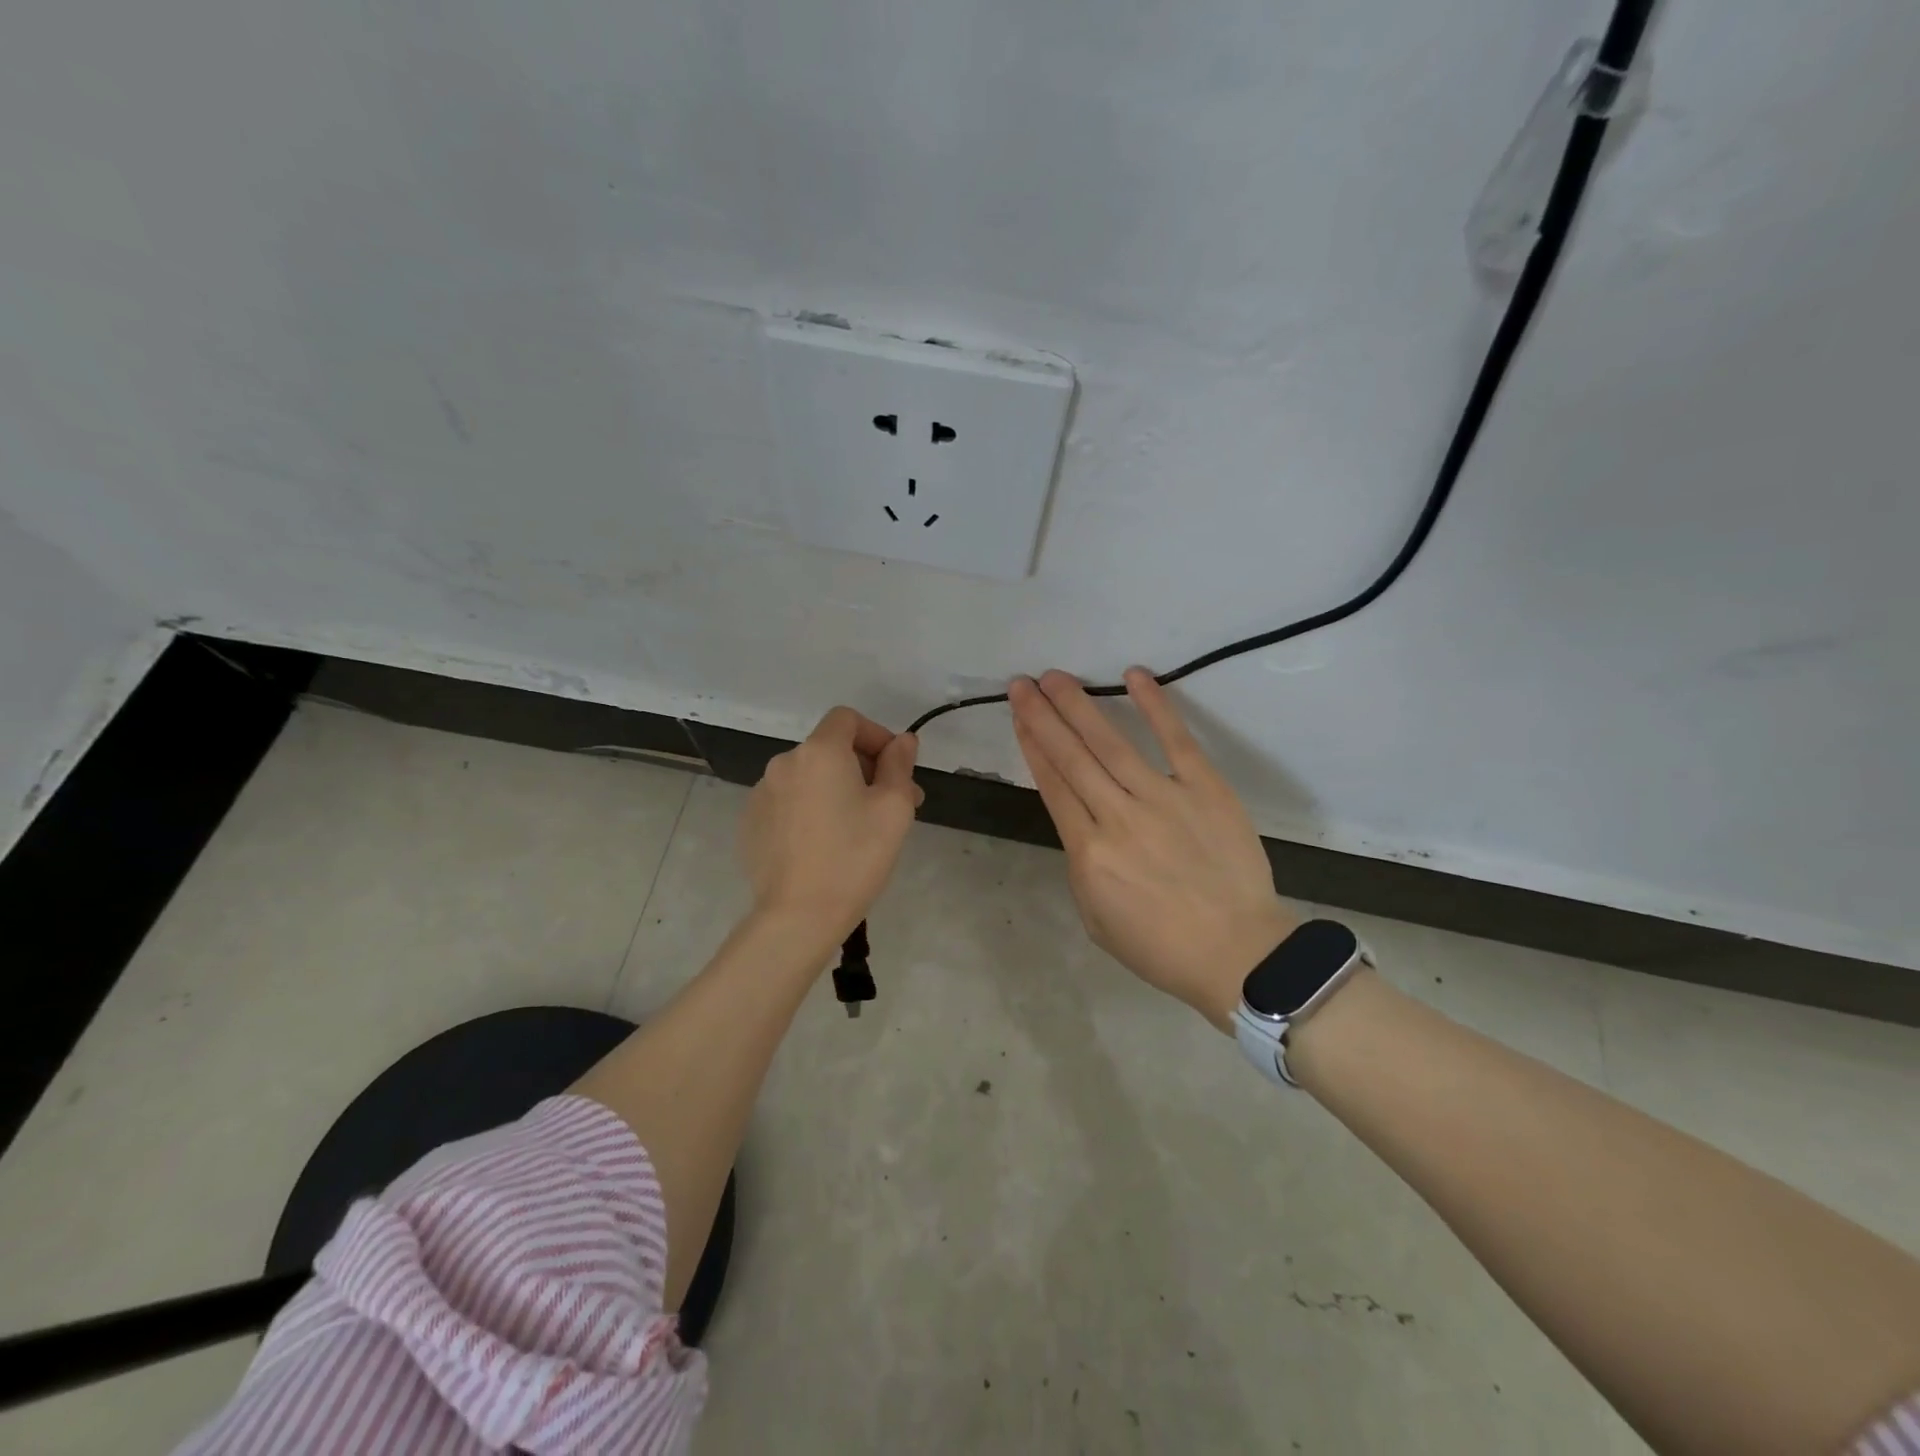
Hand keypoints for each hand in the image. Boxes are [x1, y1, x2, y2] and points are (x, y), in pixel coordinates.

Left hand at [739, 707, 921, 950]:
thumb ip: (899, 765)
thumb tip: (903, 741)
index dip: (875, 735)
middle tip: (890, 806)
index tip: (895, 769)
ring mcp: (762, 794)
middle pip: (829, 749)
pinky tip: (823, 846)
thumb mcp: (894, 808)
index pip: (847, 719)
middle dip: (862, 768)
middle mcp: (785, 763)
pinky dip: (810, 810)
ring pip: (809, 778)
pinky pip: (788, 803)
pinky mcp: (751, 823)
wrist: (798, 915)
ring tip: (856, 830)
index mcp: (820, 752)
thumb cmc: (855, 856)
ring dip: (836, 790)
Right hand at [1010, 669, 1299, 1029]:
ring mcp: (1163, 798)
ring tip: (1056, 677)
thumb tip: (1082, 824)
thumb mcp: (1097, 918)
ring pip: (1111, 743)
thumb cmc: (1161, 947)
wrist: (1238, 955)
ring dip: (1080, 706)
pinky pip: (1176, 740)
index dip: (1032, 746)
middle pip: (1072, 757)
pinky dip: (1155, 706)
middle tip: (1022, 683)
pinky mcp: (1205, 789)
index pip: (1053, 786)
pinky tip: (1134, 676)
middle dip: (1043, 716)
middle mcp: (1118, 816)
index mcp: (1089, 853)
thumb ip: (1083, 866)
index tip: (1019, 716)